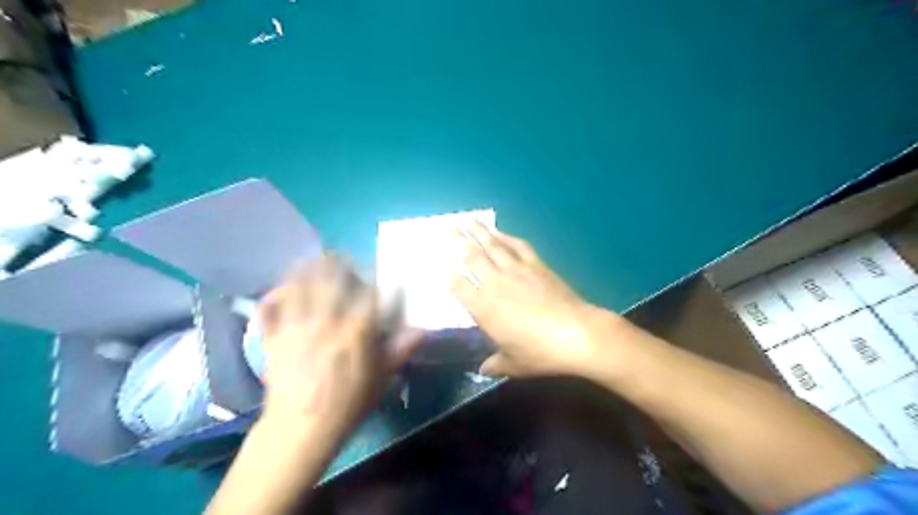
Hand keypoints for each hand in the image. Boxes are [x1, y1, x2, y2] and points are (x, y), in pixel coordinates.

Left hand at [255, 256, 419, 436]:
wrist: (301, 429)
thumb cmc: (347, 405)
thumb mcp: (381, 379)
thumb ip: (400, 350)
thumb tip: (421, 330)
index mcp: (355, 330)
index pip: (369, 295)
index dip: (376, 284)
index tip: (380, 281)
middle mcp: (326, 320)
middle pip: (330, 279)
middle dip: (337, 264)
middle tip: (340, 258)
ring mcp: (296, 326)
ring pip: (299, 286)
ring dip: (305, 270)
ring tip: (311, 260)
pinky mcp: (274, 338)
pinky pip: (270, 310)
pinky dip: (273, 297)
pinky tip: (278, 290)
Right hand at [448, 224, 647, 379]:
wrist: (577, 335)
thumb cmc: (541, 353)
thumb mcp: (514, 364)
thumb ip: (495, 364)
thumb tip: (482, 370)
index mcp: (484, 309)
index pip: (459, 287)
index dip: (448, 273)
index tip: (440, 261)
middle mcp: (496, 285)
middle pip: (472, 259)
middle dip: (458, 243)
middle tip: (448, 229)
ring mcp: (517, 271)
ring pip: (493, 247)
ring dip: (480, 233)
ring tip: (469, 221)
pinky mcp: (537, 265)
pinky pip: (518, 247)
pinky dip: (507, 237)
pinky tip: (500, 232)